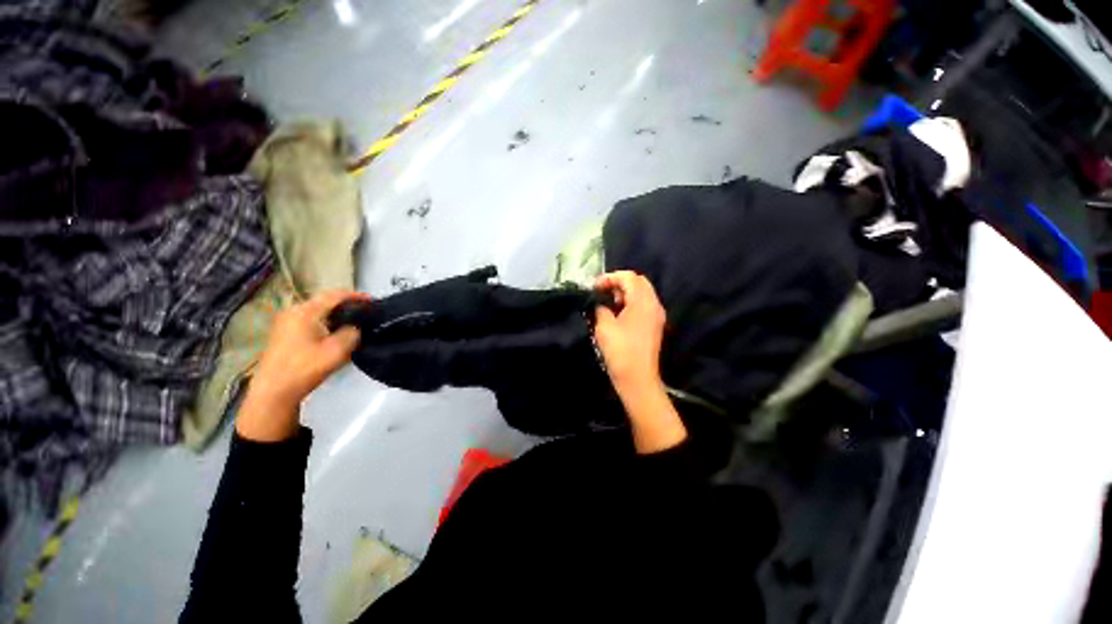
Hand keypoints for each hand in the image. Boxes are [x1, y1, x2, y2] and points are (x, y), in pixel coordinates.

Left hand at [236, 290, 367, 441]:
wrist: (274, 391)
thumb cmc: (305, 368)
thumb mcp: (337, 350)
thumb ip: (352, 333)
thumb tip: (356, 327)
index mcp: (305, 311)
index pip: (334, 296)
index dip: (356, 296)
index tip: (373, 301)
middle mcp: (293, 312)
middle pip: (324, 301)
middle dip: (346, 304)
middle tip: (366, 311)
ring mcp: (286, 323)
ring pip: (318, 311)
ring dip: (336, 313)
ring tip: (355, 320)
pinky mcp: (285, 334)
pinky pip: (311, 320)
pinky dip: (326, 321)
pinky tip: (337, 331)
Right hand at [594, 271, 685, 453]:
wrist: (638, 380)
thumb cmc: (620, 351)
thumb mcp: (604, 326)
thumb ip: (601, 308)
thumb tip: (600, 303)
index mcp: (643, 301)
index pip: (628, 277)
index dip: (610, 278)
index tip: (594, 287)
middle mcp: (654, 304)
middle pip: (638, 282)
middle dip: (618, 283)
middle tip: (602, 293)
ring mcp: (657, 315)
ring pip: (642, 293)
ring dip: (625, 293)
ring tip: (608, 304)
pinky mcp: (655, 325)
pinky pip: (644, 305)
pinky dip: (631, 303)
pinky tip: (618, 315)